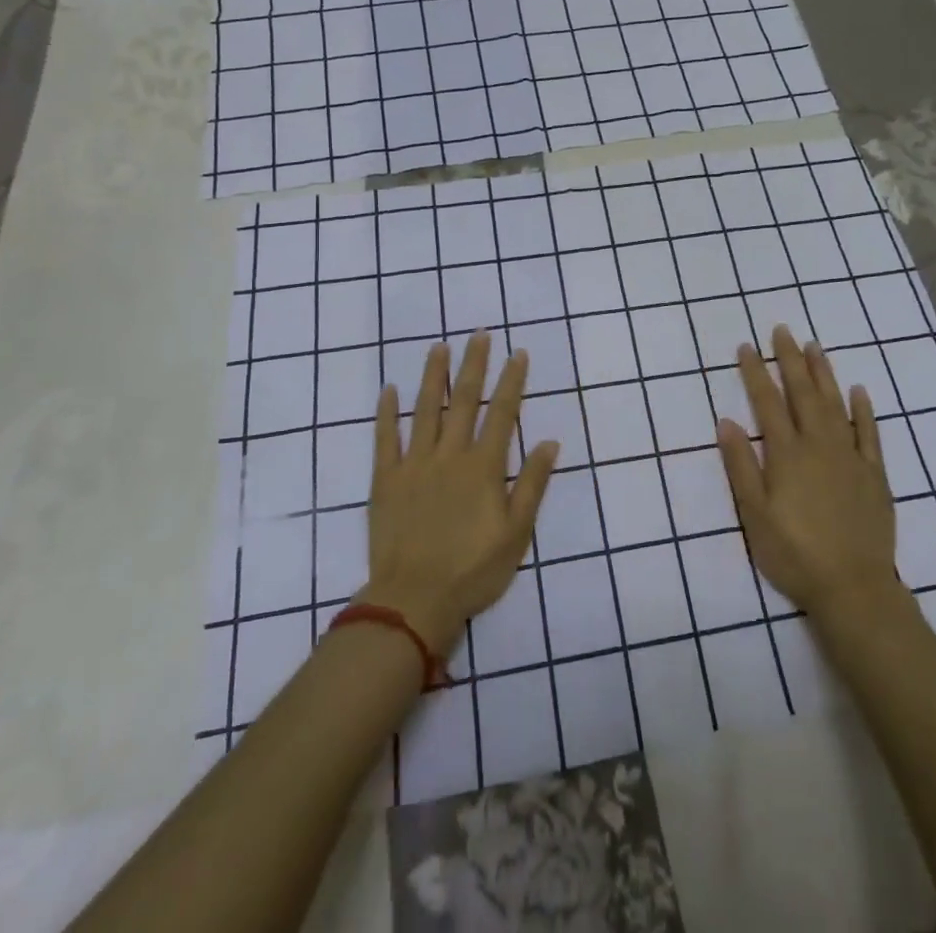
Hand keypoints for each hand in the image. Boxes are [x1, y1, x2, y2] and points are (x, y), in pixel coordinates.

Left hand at [360, 334, 556, 655]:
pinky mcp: (386, 479)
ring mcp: (414, 464)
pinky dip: (386, 413)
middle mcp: (450, 455)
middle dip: (474, 364)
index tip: (517, 353)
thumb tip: (551, 442)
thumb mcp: (517, 532)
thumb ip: (532, 484)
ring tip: (439, 347)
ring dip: (433, 376)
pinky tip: (389, 390)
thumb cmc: (473, 570)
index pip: (502, 413)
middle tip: (479, 335)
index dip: (511, 381)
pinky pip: (385, 438)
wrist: (414, 600)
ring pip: (425, 409)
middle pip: (464, 400)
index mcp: (483, 467)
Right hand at [716, 326, 898, 619]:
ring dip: (824, 374)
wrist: (853, 588)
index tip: (746, 346)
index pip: (767, 402)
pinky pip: (870, 433)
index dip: (755, 372)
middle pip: (803, 393)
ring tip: (815, 346)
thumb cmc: (794, 553)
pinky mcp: (874, 474)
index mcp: (787, 454)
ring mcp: (850, 457)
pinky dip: (864, 410)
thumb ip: (740, 466)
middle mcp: (819, 445)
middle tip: (783, 330)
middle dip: (790, 359)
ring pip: (836, 404)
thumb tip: (726, 421)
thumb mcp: (754, 515)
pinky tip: (859, 390)